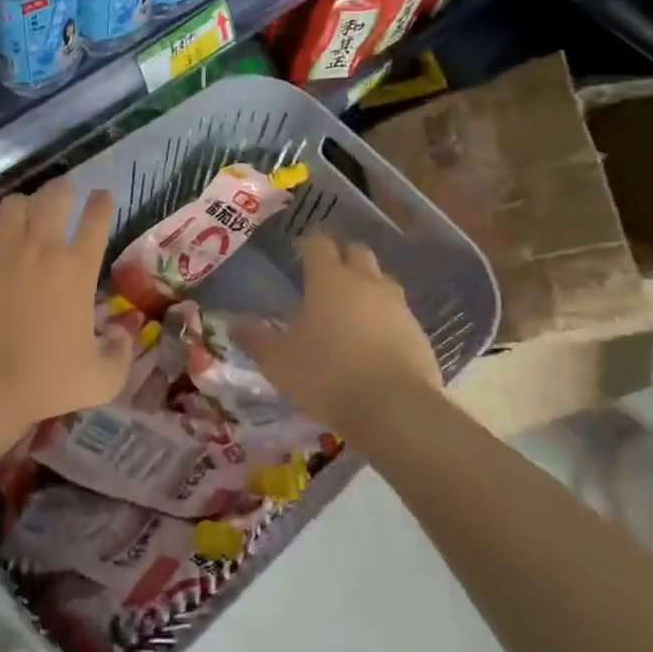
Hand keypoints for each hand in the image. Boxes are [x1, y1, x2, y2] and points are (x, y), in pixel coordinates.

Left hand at [0, 180, 135, 435]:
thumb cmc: (45, 381)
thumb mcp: (102, 379)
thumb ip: (122, 352)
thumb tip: (125, 332)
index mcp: (78, 268)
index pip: (98, 216)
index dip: (102, 202)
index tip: (101, 199)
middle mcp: (43, 246)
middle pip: (56, 193)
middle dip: (62, 191)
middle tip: (61, 201)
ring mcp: (1, 246)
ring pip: (14, 202)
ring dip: (21, 207)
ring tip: (20, 219)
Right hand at [234, 233, 441, 439]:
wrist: (394, 409)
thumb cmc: (327, 375)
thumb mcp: (279, 362)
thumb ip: (256, 340)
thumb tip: (233, 325)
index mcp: (330, 279)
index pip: (319, 243)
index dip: (308, 242)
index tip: (298, 249)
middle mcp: (366, 282)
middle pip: (357, 251)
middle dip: (342, 255)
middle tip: (326, 272)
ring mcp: (397, 305)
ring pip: (382, 279)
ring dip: (367, 284)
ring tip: (352, 305)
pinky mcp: (418, 331)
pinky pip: (399, 312)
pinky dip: (385, 316)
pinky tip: (375, 338)